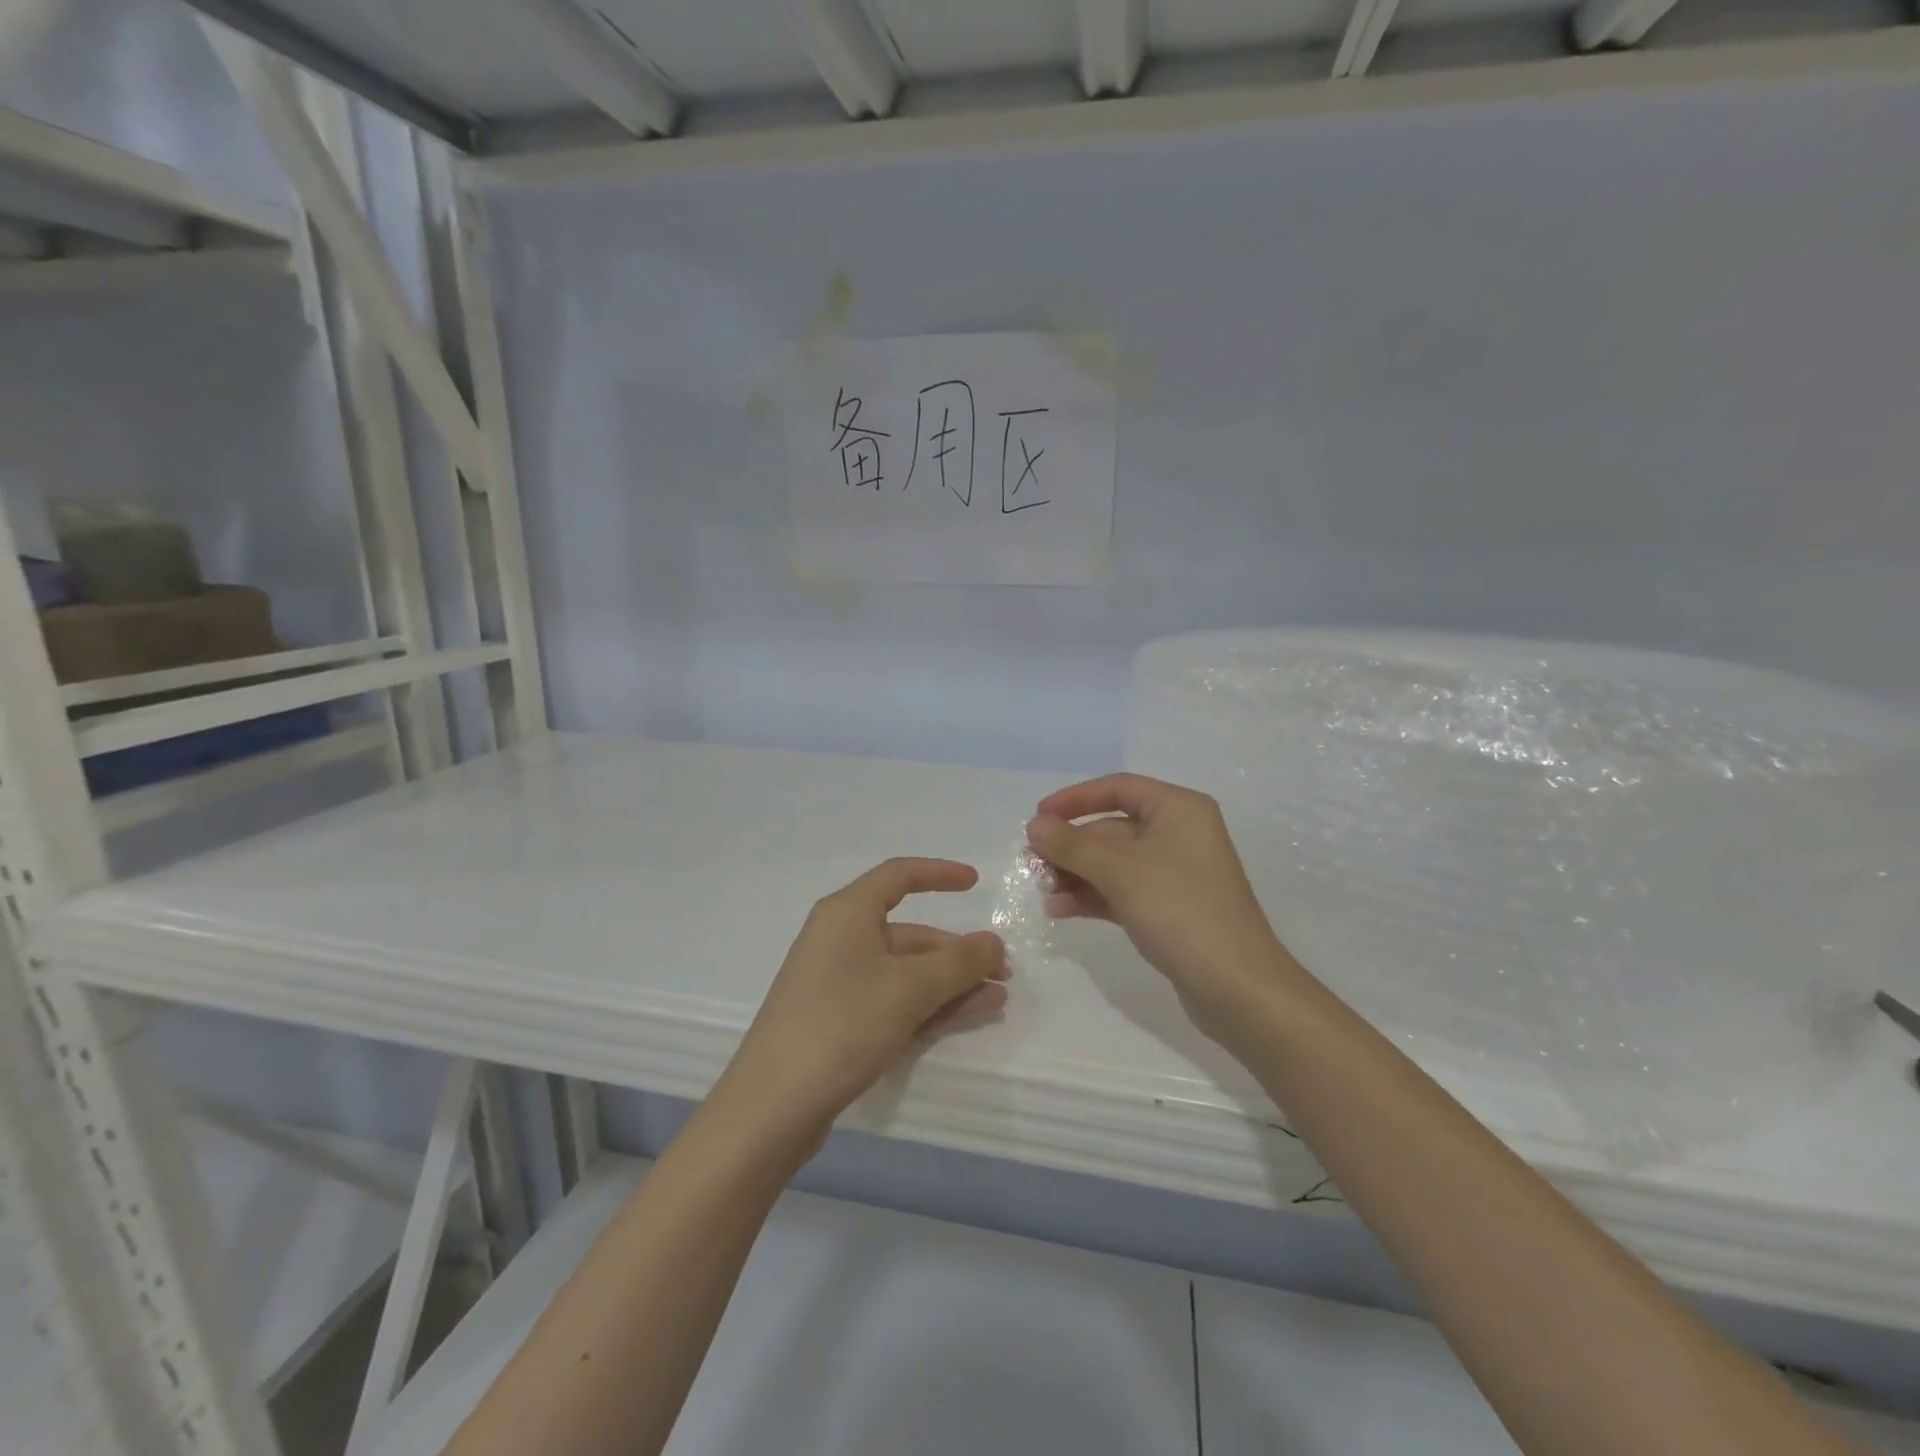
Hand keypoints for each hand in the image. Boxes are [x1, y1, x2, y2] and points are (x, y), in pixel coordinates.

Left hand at [721, 858, 1007, 1145]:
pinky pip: (893, 1000)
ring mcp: (838, 983)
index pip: (899, 877)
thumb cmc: (842, 1025)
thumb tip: (994, 943)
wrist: (772, 1108)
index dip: (939, 874)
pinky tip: (968, 1016)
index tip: (976, 883)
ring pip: (906, 972)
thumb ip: (959, 962)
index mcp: (847, 913)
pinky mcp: (839, 1022)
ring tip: (996, 998)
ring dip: (951, 982)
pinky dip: (930, 1005)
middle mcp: (840, 940)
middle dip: (957, 951)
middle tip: (1002, 972)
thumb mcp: (909, 988)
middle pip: (909, 933)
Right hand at [1027, 774, 1293, 1035]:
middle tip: (1032, 864)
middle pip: (1112, 828)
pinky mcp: (1169, 908)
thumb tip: (1035, 825)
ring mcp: (1175, 873)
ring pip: (1113, 863)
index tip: (1038, 817)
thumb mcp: (1120, 872)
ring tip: (1043, 890)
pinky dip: (1093, 896)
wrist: (1236, 986)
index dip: (1074, 799)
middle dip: (1071, 846)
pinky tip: (1060, 910)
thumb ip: (1072, 846)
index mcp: (1178, 809)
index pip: (1118, 788)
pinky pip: (1122, 891)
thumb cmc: (1180, 910)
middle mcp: (1179, 834)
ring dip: (1076, 873)